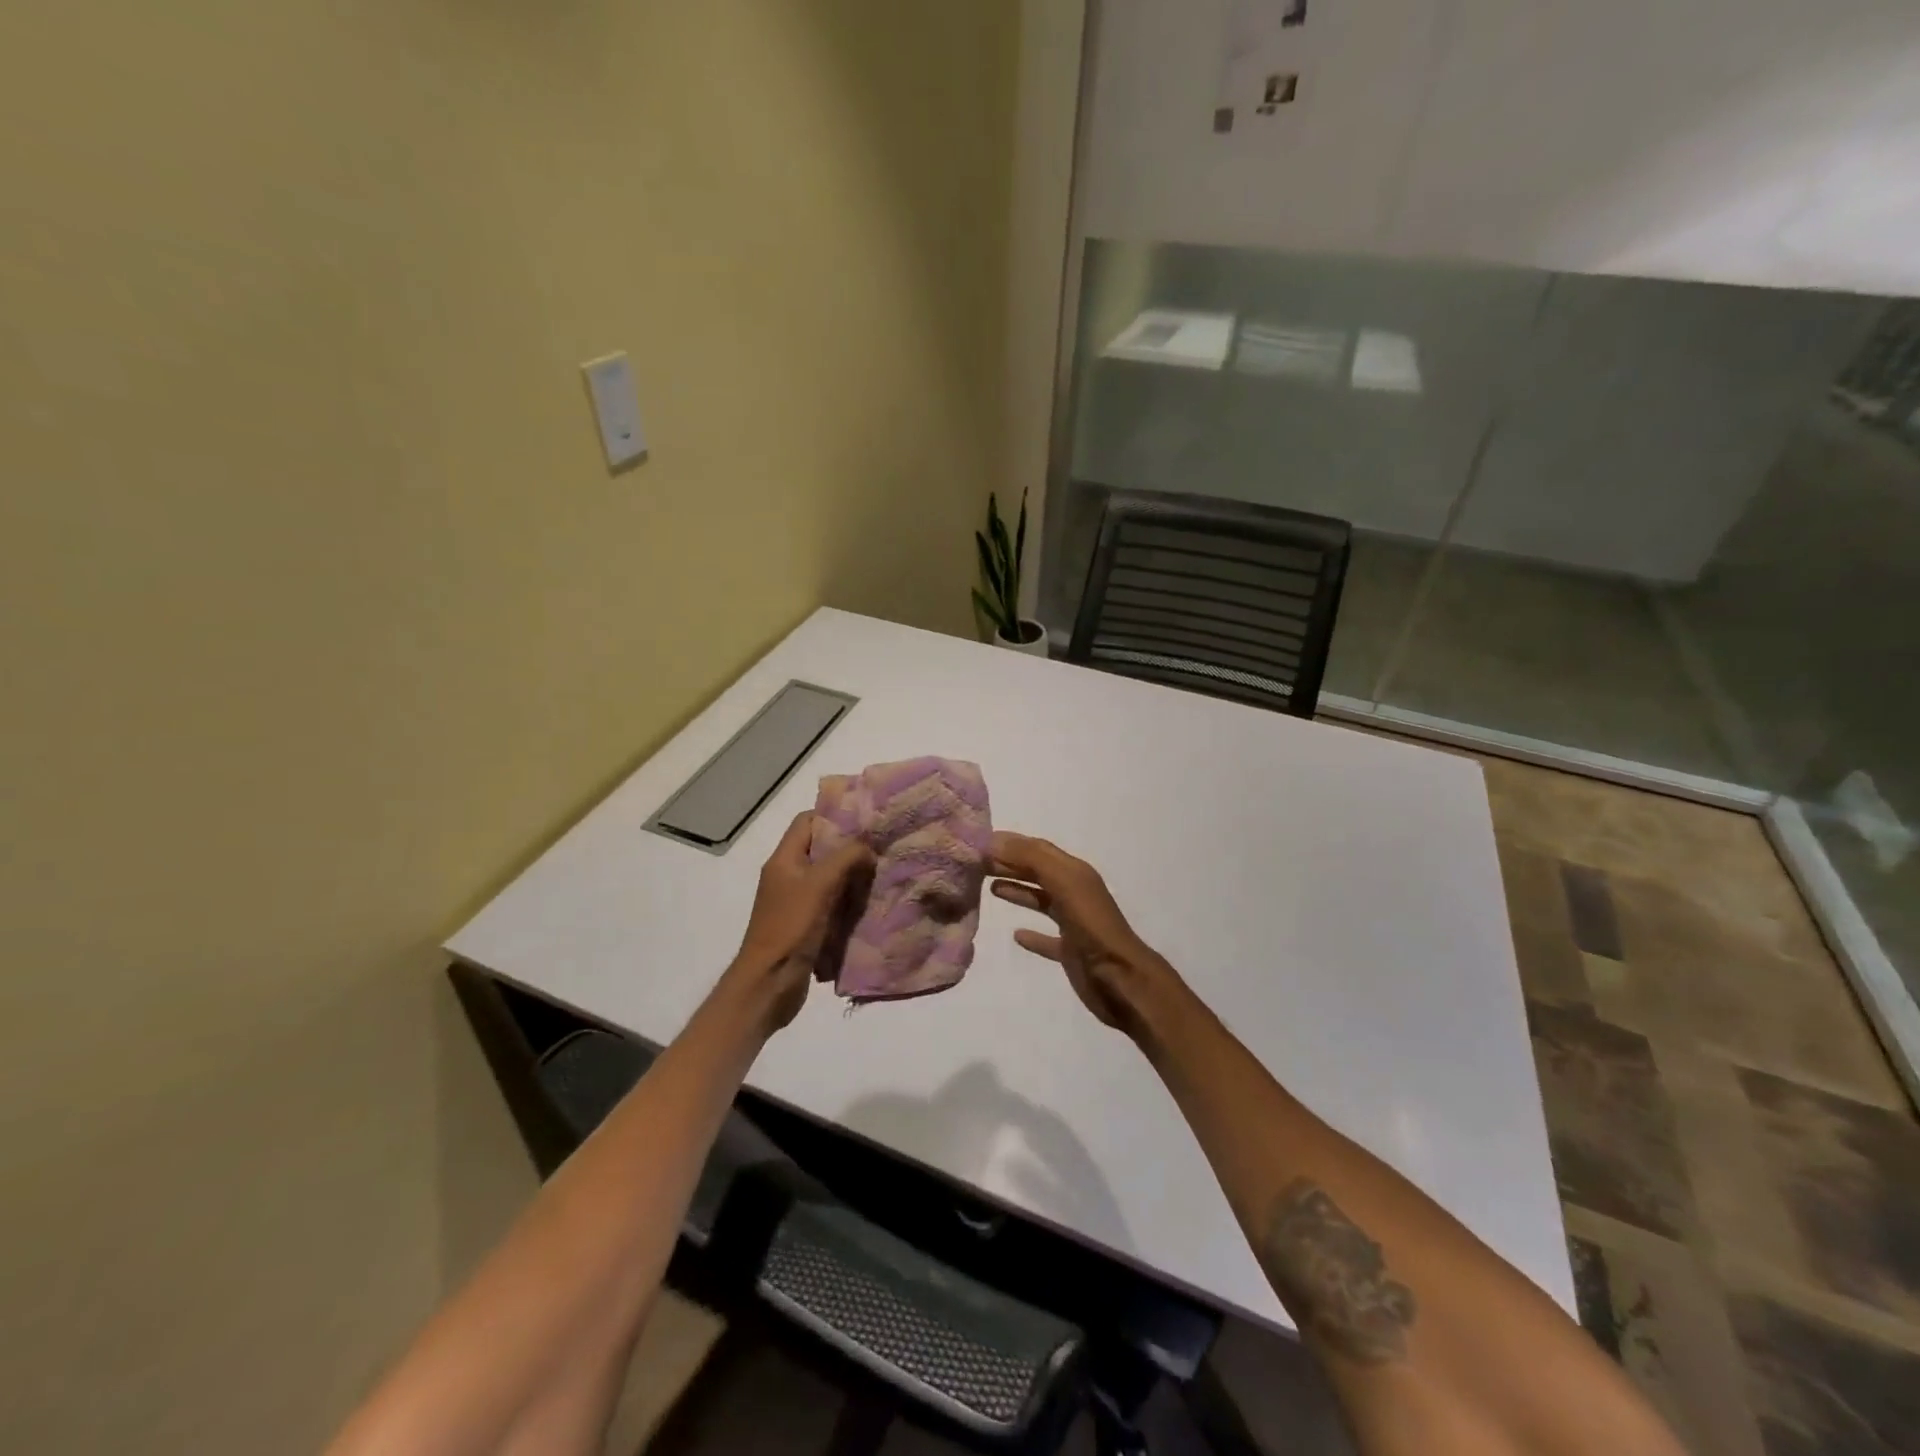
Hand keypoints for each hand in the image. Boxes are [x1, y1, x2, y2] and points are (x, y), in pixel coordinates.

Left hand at [728, 812, 873, 1031]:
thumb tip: (868, 847)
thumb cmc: (790, 927)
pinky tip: (872, 903)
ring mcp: (796, 902)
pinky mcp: (806, 925)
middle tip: (882, 848)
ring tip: (883, 874)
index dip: (834, 815)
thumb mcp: (820, 884)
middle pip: (821, 849)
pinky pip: (832, 904)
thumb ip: (846, 857)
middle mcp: (788, 876)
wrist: (768, 984)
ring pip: (829, 878)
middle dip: (850, 848)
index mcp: (784, 859)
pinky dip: (849, 901)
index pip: (807, 821)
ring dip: (853, 876)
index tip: (866, 820)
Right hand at [989, 831, 1173, 1033]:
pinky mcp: (1071, 951)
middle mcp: (1075, 892)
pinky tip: (1017, 936)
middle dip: (1010, 864)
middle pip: (1038, 872)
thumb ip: (1032, 859)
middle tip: (977, 863)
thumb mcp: (1064, 883)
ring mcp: (1074, 923)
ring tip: (991, 887)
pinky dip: (1032, 935)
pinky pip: (1047, 938)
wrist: (1121, 979)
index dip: (1011, 843)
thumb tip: (995, 840)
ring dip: (1019, 891)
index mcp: (1075, 873)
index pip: (1038, 849)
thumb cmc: (1092, 926)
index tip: (979, 843)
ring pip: (1041, 900)